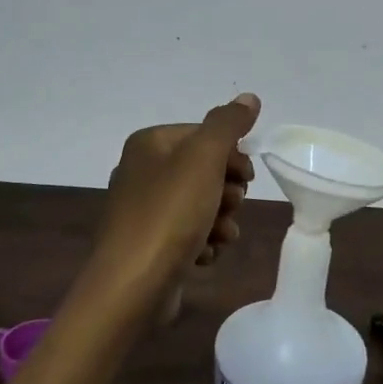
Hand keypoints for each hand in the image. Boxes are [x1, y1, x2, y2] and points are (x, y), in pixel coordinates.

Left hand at [76, 93, 260, 325]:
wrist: (133, 285)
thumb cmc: (170, 213)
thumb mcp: (204, 158)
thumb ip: (228, 124)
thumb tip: (249, 98)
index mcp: (150, 144)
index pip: (205, 134)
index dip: (232, 155)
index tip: (246, 177)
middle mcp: (142, 171)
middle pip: (205, 169)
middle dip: (227, 190)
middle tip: (230, 205)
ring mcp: (144, 210)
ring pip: (201, 204)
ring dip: (220, 219)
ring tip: (220, 235)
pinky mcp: (150, 244)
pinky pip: (188, 233)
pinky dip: (203, 242)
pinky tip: (205, 255)